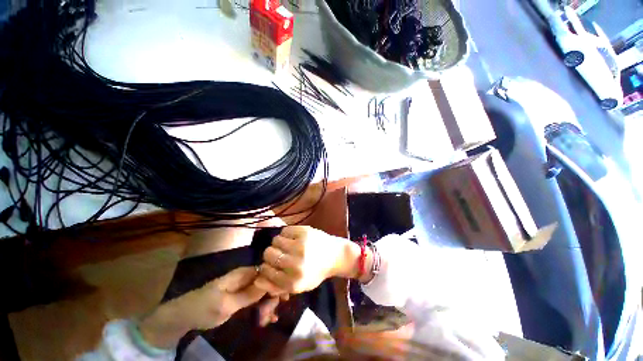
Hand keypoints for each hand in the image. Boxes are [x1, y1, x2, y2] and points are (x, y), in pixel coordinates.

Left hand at [139, 267, 264, 347]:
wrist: (184, 316)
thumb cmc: (204, 308)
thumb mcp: (226, 305)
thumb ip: (248, 295)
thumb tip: (269, 283)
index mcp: (243, 274)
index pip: (267, 272)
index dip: (276, 283)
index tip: (282, 298)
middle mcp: (246, 277)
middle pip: (267, 282)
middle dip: (271, 298)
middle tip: (271, 316)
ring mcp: (243, 287)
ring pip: (263, 291)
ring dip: (268, 305)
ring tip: (269, 321)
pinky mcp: (241, 295)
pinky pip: (256, 298)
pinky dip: (262, 308)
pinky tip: (267, 319)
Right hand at [254, 226, 361, 294]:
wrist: (335, 255)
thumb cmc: (316, 272)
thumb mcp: (298, 287)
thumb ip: (277, 287)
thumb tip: (257, 280)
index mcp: (293, 282)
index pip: (265, 272)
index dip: (265, 267)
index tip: (270, 264)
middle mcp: (295, 264)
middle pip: (268, 254)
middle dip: (271, 254)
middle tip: (280, 253)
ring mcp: (300, 246)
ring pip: (275, 240)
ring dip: (279, 243)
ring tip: (287, 245)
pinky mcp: (304, 232)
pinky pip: (284, 230)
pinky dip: (286, 234)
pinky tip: (293, 237)